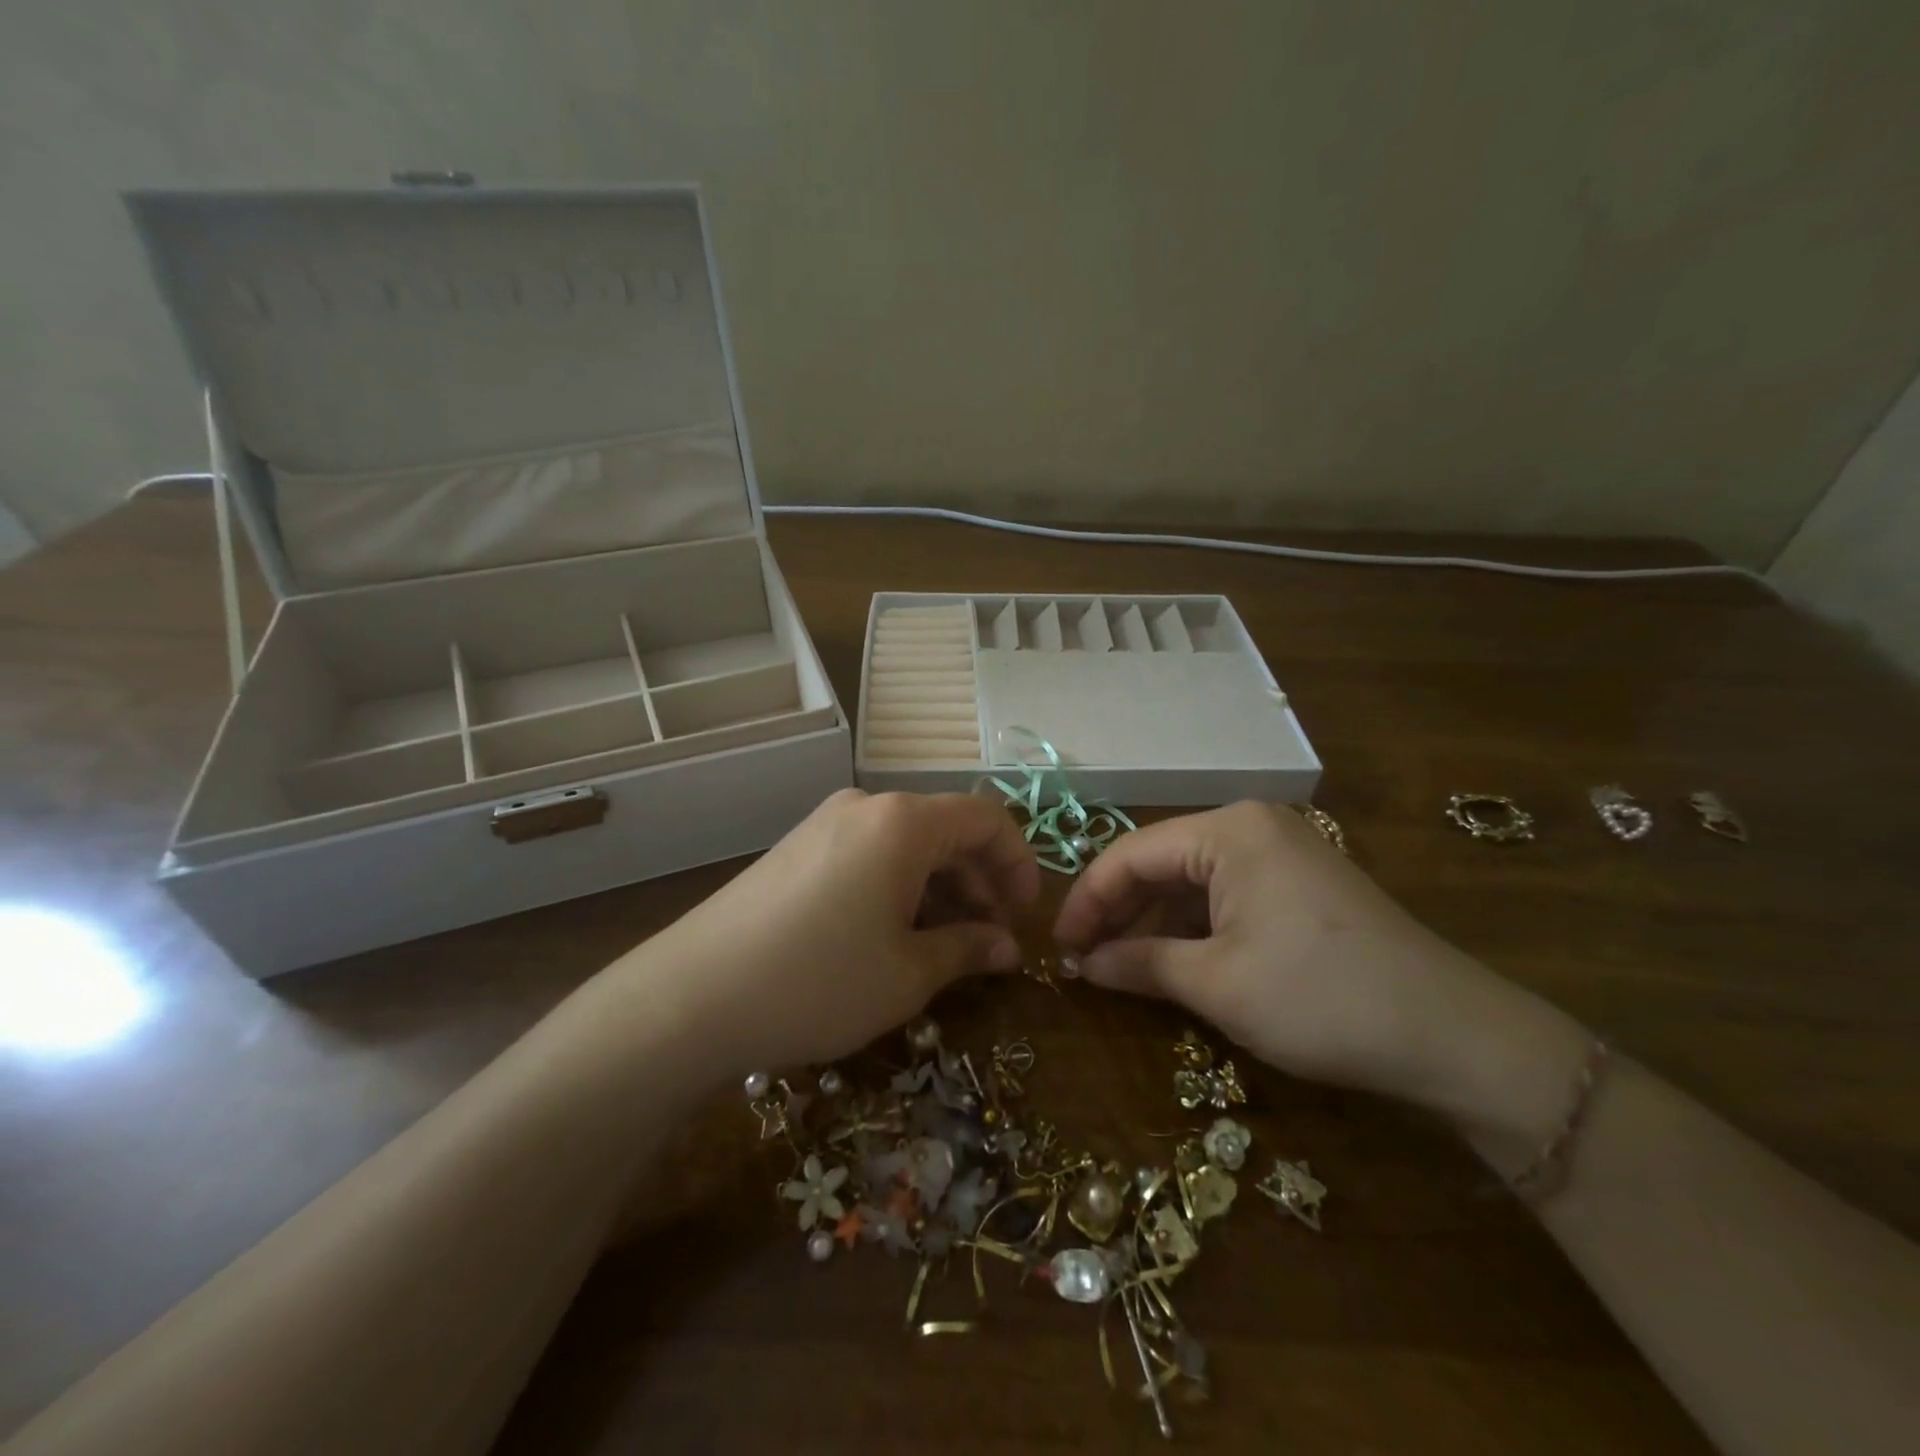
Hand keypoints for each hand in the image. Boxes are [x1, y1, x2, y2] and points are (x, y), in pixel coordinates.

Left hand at [625, 790, 1039, 1080]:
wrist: (692, 996)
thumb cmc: (819, 981)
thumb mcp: (908, 974)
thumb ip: (969, 949)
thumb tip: (1008, 947)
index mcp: (903, 822)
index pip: (986, 818)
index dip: (1018, 863)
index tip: (1026, 914)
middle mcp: (866, 806)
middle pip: (946, 829)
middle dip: (979, 882)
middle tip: (992, 942)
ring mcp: (826, 823)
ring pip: (907, 844)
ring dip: (939, 888)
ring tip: (948, 946)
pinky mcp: (799, 848)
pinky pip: (870, 854)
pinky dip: (899, 887)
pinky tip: (895, 935)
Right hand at [1051, 801, 1579, 1116]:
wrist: (1452, 1035)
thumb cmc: (1319, 998)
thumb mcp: (1217, 984)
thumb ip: (1139, 964)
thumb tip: (1082, 966)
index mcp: (1228, 830)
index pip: (1130, 854)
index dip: (1087, 901)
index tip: (1057, 947)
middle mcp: (1250, 826)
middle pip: (1159, 863)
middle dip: (1117, 912)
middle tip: (1082, 962)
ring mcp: (1278, 852)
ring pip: (1190, 881)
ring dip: (1151, 923)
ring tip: (1116, 968)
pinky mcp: (1297, 884)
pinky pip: (1223, 895)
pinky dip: (1191, 928)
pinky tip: (1169, 962)